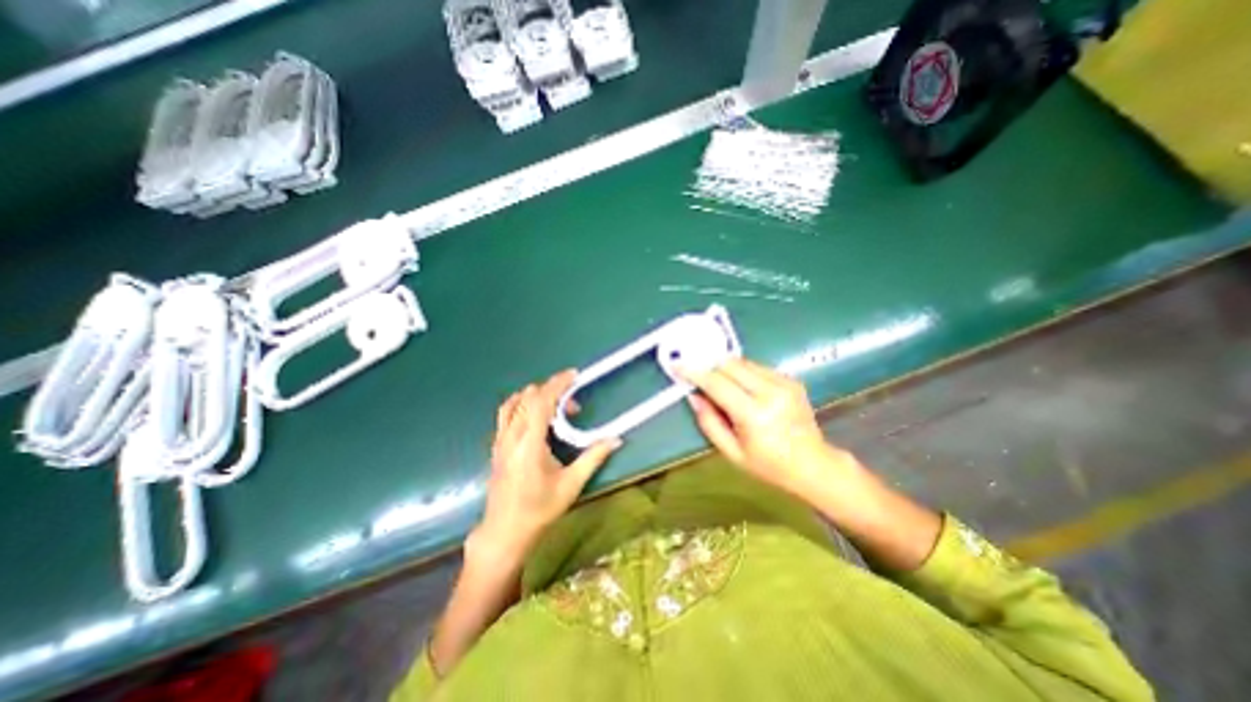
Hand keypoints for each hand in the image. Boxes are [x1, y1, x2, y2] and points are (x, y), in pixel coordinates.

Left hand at [476, 370, 619, 562]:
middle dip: (552, 391)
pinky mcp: (496, 445)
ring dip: (535, 396)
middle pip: (528, 397)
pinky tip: (536, 416)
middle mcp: (511, 436)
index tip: (574, 375)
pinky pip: (506, 413)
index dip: (557, 384)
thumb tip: (616, 439)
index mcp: (529, 443)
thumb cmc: (539, 510)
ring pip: (514, 402)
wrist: (504, 532)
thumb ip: (593, 457)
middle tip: (574, 407)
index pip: (541, 401)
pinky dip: (522, 404)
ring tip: (556, 408)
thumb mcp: (571, 485)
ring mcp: (500, 440)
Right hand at [683, 355, 850, 498]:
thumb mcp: (732, 453)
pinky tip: (744, 389)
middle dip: (710, 366)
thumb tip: (694, 395)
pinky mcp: (791, 379)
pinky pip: (757, 367)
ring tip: (722, 385)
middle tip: (699, 375)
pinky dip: (743, 373)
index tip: (678, 364)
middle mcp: (770, 392)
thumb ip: (709, 422)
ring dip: (726, 369)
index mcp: (754, 415)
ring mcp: (784, 383)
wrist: (814, 465)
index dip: (695, 372)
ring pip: (743, 362)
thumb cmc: (769, 466)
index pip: (717, 383)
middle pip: (730, 364)